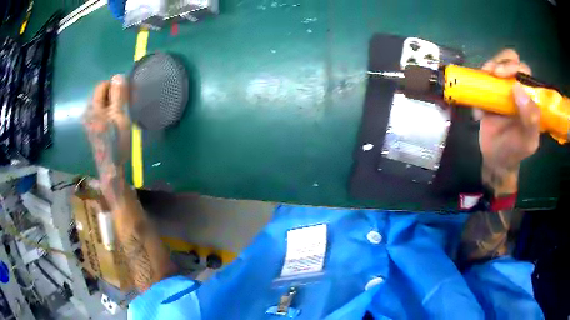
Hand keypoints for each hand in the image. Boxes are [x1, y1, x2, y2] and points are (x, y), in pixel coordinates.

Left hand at [83, 75, 130, 206]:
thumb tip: (118, 76)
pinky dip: (108, 113)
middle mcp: (88, 113)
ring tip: (120, 115)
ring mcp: (89, 122)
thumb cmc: (116, 141)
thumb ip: (118, 95)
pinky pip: (100, 113)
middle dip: (113, 95)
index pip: (102, 86)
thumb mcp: (119, 116)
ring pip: (101, 104)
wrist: (110, 168)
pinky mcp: (92, 130)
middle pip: (101, 95)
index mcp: (93, 108)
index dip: (114, 86)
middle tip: (124, 106)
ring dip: (111, 104)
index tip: (125, 95)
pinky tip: (114, 123)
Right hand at [479, 49, 539, 194]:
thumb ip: (530, 119)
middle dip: (501, 62)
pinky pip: (482, 77)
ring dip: (489, 67)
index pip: (525, 72)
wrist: (495, 159)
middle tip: (494, 74)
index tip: (504, 75)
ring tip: (483, 84)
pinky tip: (479, 105)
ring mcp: (502, 88)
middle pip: (511, 59)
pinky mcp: (488, 90)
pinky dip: (477, 83)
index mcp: (530, 98)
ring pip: (496, 63)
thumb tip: (518, 88)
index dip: (515, 67)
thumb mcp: (527, 141)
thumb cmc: (514, 151)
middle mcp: (517, 88)